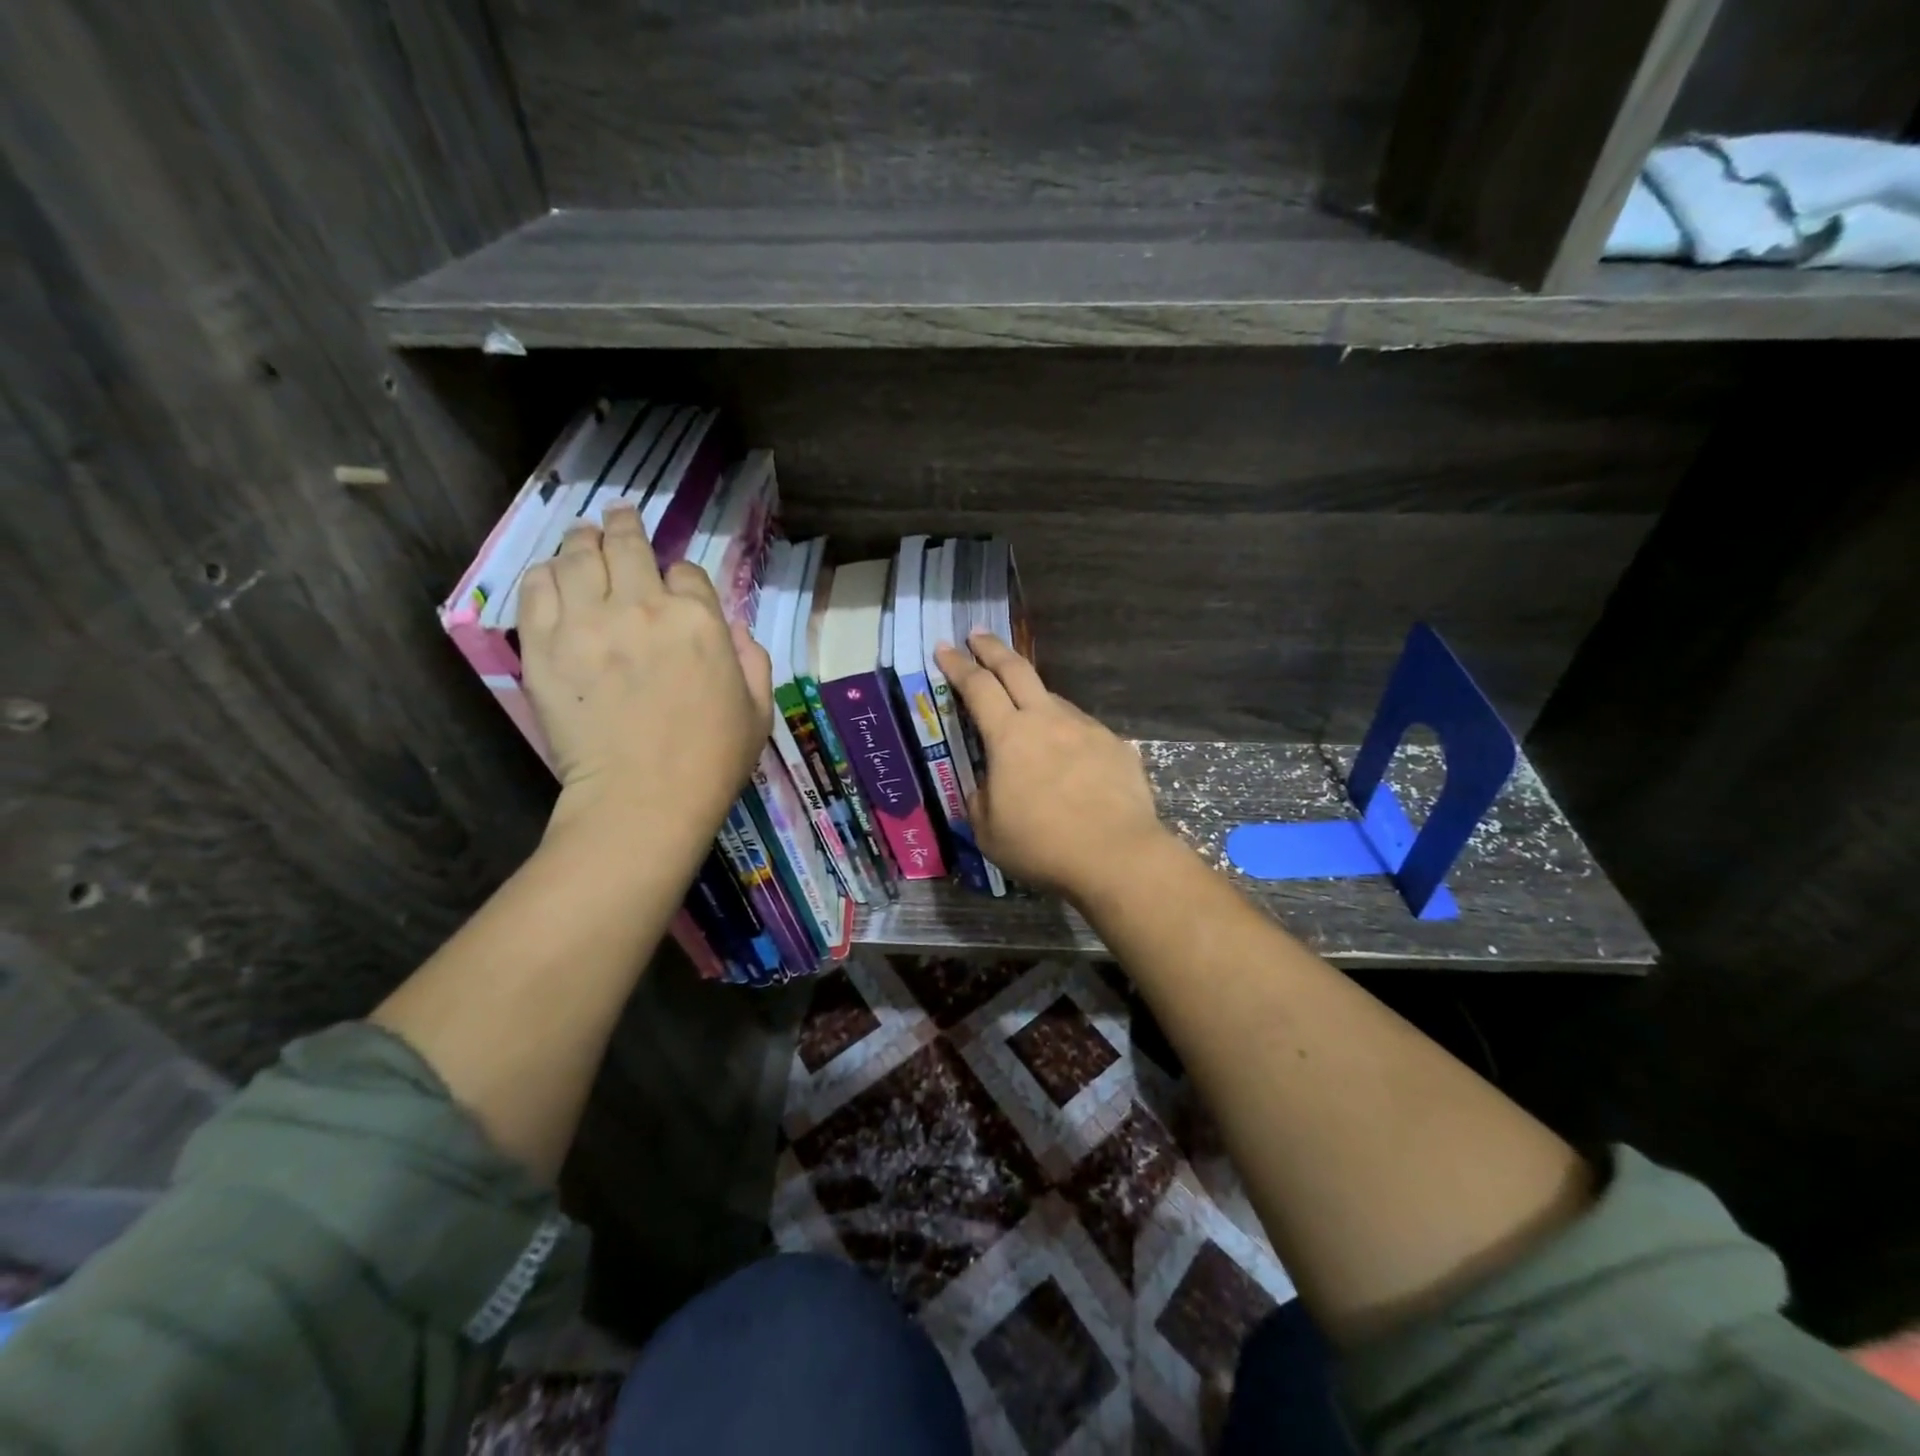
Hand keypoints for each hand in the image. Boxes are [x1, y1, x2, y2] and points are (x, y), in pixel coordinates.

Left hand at [518, 504, 771, 850]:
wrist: (643, 799)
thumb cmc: (712, 760)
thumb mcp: (758, 709)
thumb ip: (752, 659)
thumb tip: (734, 629)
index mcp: (699, 620)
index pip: (686, 571)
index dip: (680, 576)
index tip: (674, 587)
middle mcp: (643, 606)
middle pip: (627, 545)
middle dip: (624, 526)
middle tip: (618, 518)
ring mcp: (587, 622)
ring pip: (577, 556)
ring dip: (582, 541)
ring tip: (582, 537)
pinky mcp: (544, 645)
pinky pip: (537, 588)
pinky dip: (545, 574)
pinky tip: (552, 576)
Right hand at [935, 633, 1169, 903]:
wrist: (1117, 856)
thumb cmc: (1042, 845)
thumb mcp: (989, 831)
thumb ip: (980, 799)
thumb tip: (988, 786)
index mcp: (1009, 736)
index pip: (977, 687)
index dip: (958, 665)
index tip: (945, 647)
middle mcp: (1047, 720)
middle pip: (1016, 670)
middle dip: (993, 649)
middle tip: (978, 635)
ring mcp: (1086, 728)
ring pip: (1053, 699)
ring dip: (1034, 697)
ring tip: (1027, 714)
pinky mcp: (1115, 745)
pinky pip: (1082, 730)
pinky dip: (1067, 734)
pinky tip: (1070, 758)